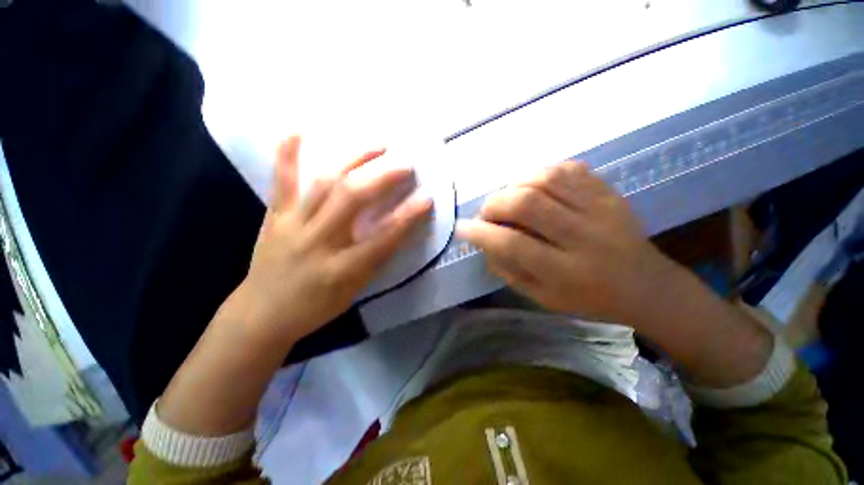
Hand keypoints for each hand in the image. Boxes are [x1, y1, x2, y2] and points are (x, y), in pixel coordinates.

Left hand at [224, 135, 431, 346]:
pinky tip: (298, 128)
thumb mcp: (354, 292)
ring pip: (325, 184)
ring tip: (377, 146)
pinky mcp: (275, 217)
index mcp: (342, 269)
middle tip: (405, 164)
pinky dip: (288, 154)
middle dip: (383, 178)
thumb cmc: (315, 307)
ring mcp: (293, 225)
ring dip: (354, 161)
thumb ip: (375, 260)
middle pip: (353, 200)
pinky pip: (281, 181)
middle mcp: (318, 242)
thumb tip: (397, 231)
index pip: (383, 238)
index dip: (408, 217)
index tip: (427, 198)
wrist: (262, 314)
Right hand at [456, 161, 673, 324]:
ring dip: (515, 184)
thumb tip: (484, 243)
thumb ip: (509, 271)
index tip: (462, 228)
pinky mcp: (609, 193)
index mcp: (566, 272)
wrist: (646, 285)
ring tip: (509, 197)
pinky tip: (533, 186)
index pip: (513, 245)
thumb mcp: (543, 298)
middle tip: (486, 213)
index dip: (481, 233)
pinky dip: (540, 172)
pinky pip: (568, 168)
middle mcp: (584, 237)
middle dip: (495, 204)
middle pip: (527, 204)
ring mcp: (601, 209)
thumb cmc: (589, 298)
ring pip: (546, 179)